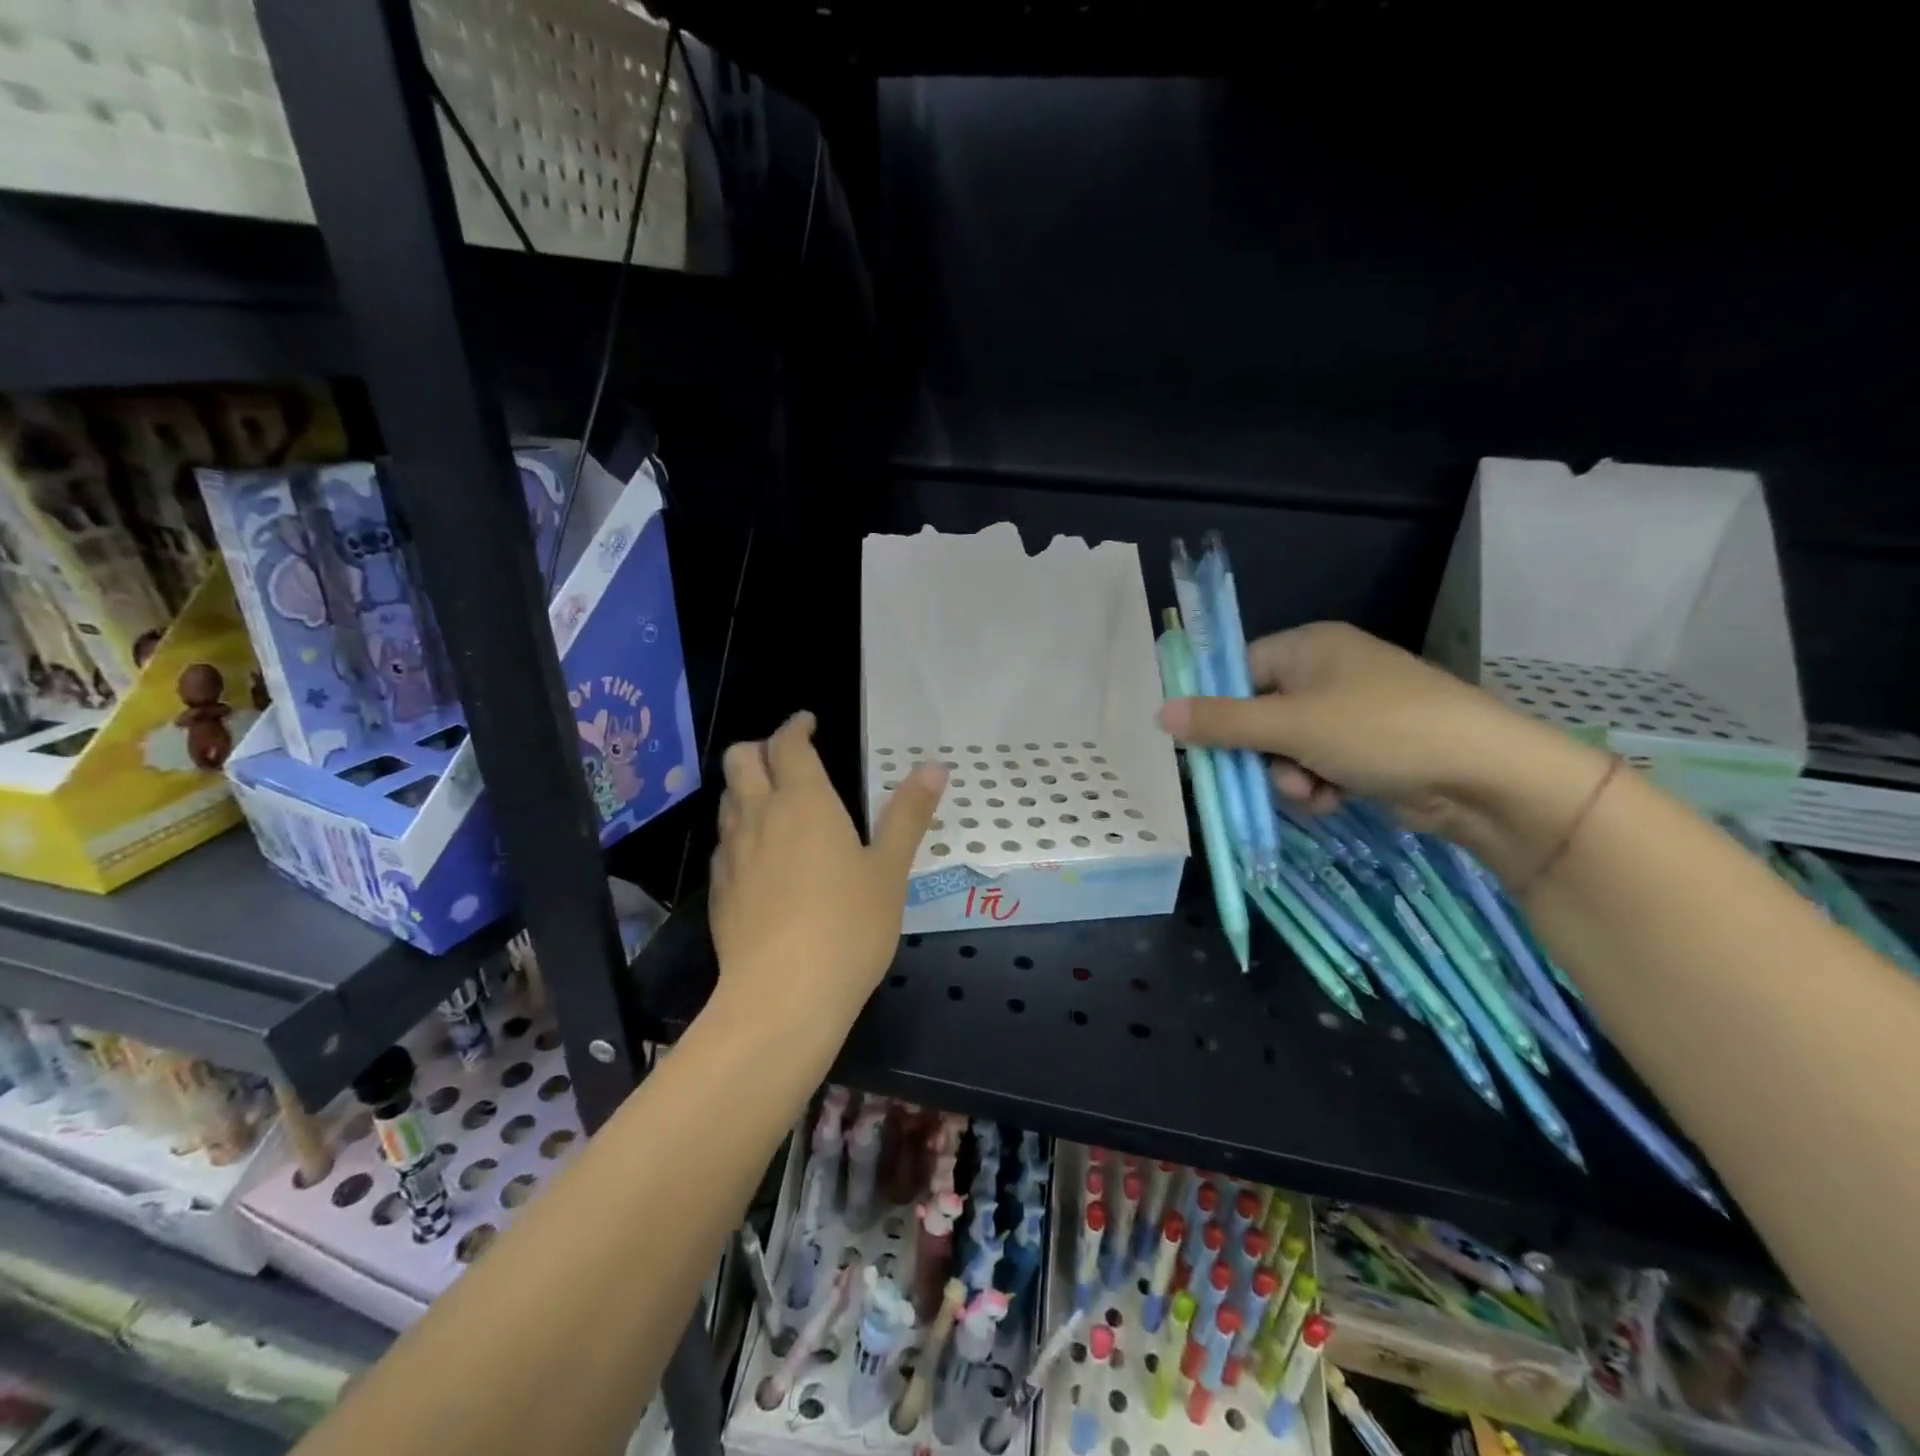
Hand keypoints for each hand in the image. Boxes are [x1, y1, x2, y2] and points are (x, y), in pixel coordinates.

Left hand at [709, 712, 946, 1027]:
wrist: (782, 997)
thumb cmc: (848, 926)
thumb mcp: (890, 870)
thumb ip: (908, 814)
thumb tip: (935, 766)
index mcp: (804, 802)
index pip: (787, 744)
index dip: (795, 727)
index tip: (808, 723)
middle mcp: (760, 817)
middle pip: (740, 761)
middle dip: (759, 748)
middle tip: (787, 758)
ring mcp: (732, 854)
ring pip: (727, 800)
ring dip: (746, 788)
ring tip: (774, 802)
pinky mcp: (719, 891)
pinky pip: (724, 843)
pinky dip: (740, 832)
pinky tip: (761, 857)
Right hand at [1157, 622, 1602, 859]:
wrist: (1485, 776)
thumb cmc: (1381, 731)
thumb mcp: (1291, 726)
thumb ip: (1222, 722)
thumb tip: (1159, 714)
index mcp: (1309, 647)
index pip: (1238, 670)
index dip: (1217, 708)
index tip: (1202, 744)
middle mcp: (1327, 671)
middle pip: (1259, 714)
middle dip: (1260, 754)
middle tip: (1266, 776)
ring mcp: (1350, 711)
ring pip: (1285, 748)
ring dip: (1288, 776)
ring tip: (1312, 791)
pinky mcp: (1368, 748)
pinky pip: (1317, 765)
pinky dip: (1317, 786)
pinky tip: (1333, 799)